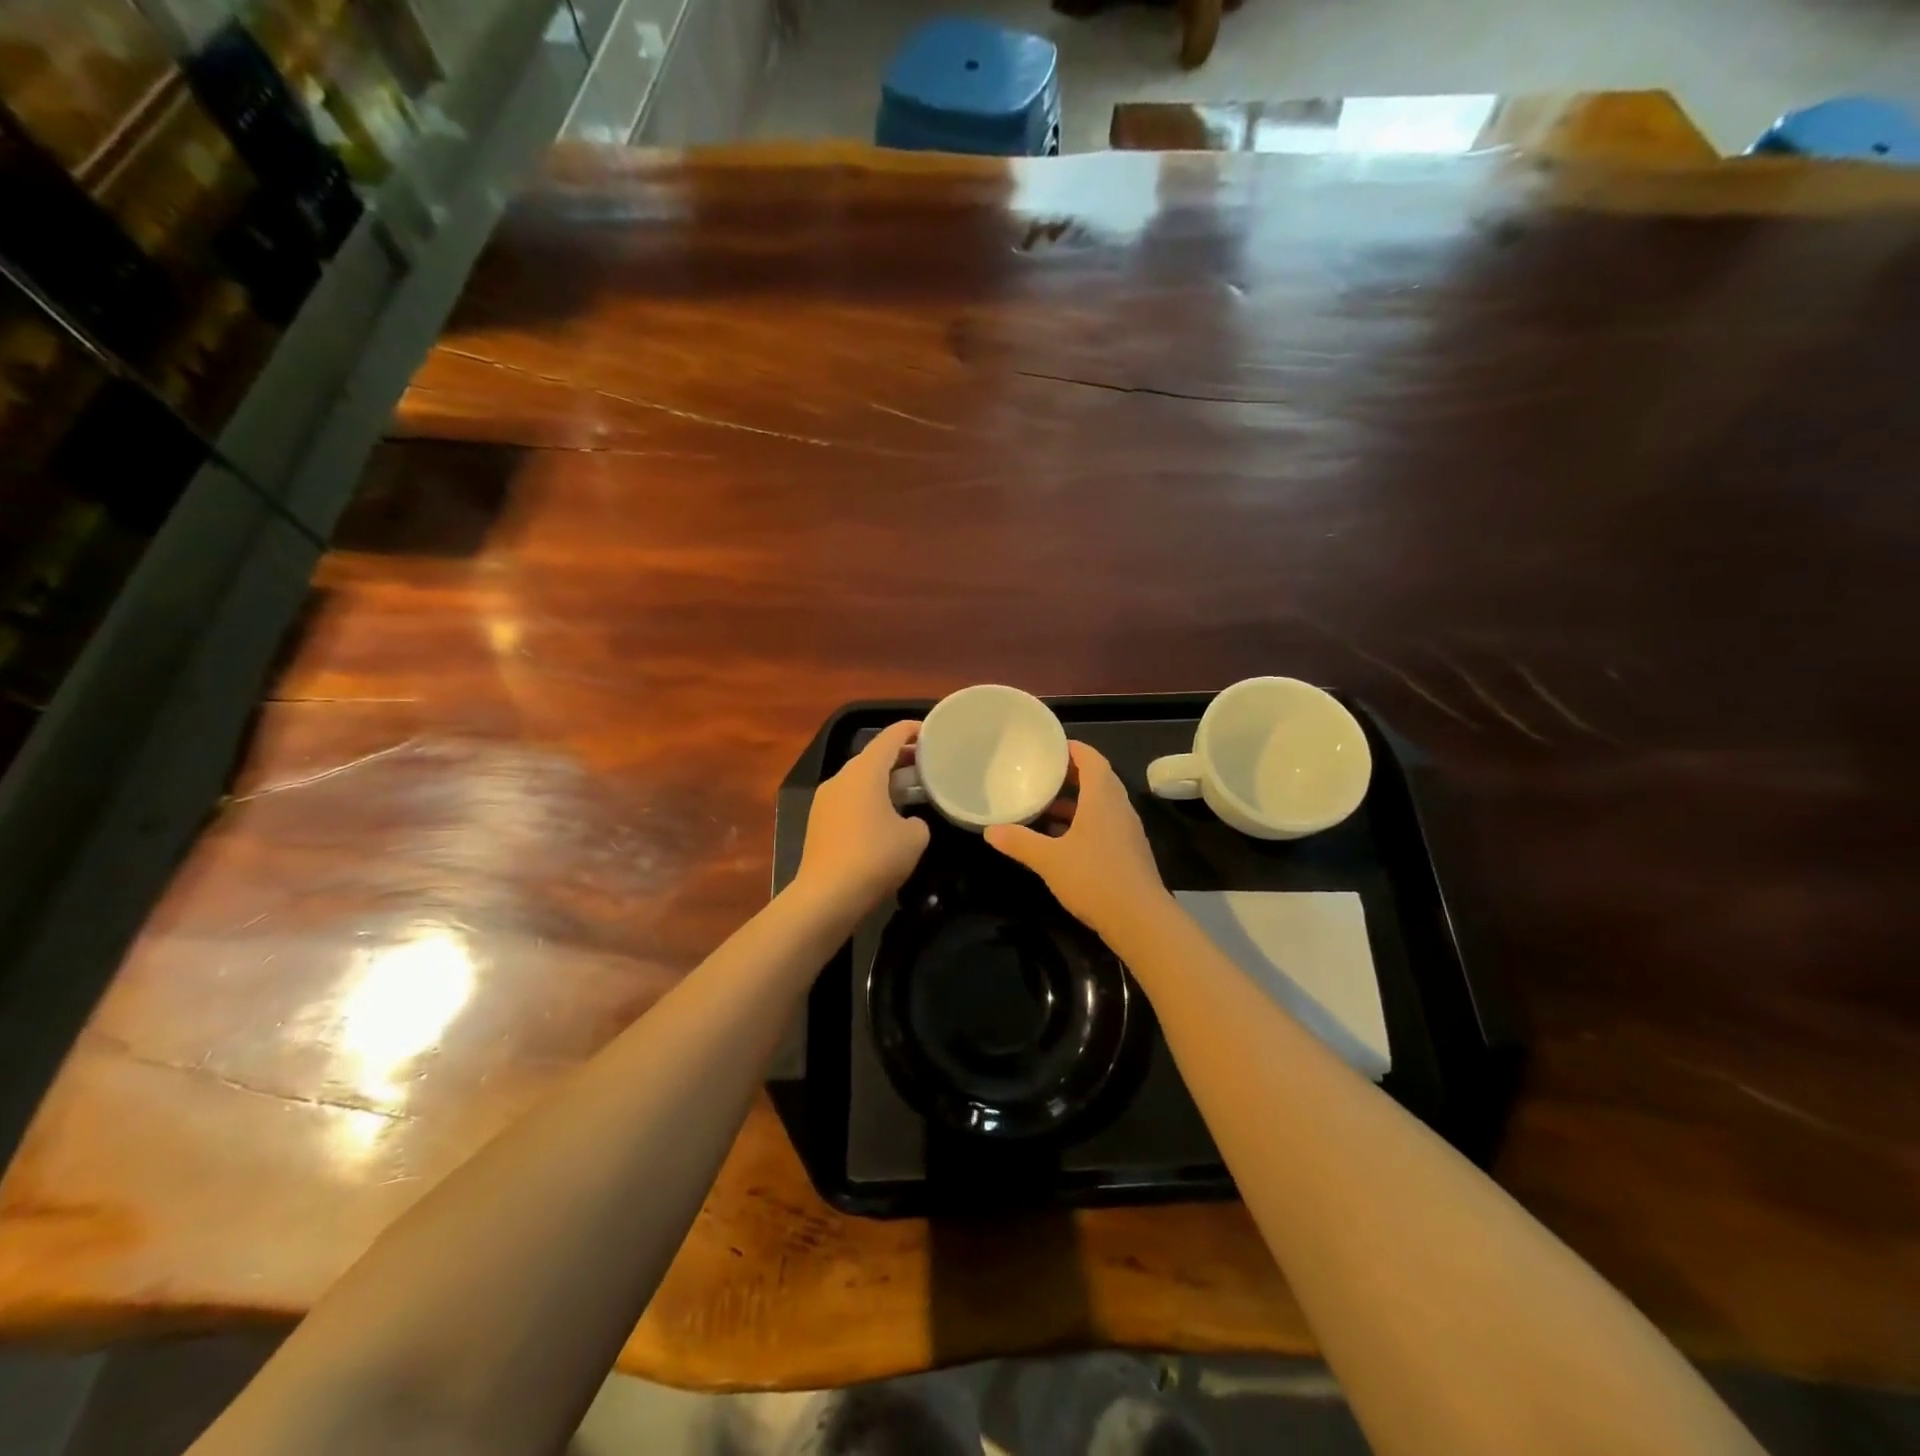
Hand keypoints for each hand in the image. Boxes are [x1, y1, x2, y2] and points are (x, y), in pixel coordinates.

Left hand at [793, 720, 930, 916]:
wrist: (827, 896)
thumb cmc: (875, 857)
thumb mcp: (914, 838)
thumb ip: (918, 821)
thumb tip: (908, 822)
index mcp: (865, 771)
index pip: (891, 737)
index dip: (912, 730)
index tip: (931, 731)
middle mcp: (841, 778)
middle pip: (874, 757)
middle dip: (901, 758)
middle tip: (927, 764)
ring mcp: (826, 800)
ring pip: (861, 779)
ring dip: (886, 780)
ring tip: (912, 790)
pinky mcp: (819, 822)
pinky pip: (850, 799)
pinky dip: (871, 799)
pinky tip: (887, 817)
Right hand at [985, 742, 1169, 938]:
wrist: (1140, 920)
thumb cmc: (1094, 878)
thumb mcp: (1049, 859)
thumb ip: (1019, 842)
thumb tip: (989, 830)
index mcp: (1102, 798)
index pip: (1092, 759)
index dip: (1072, 749)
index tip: (1049, 747)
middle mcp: (1119, 808)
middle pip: (1097, 779)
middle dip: (1070, 775)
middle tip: (1041, 775)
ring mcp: (1126, 831)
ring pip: (1100, 805)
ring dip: (1075, 802)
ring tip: (1044, 807)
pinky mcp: (1128, 853)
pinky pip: (1103, 825)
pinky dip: (1082, 823)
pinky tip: (1060, 841)